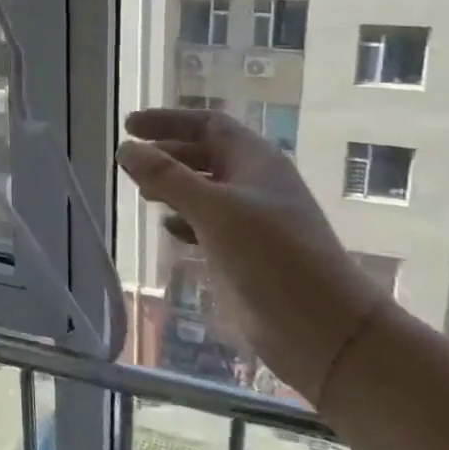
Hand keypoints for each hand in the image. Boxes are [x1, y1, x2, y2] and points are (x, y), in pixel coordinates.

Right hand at [117, 108, 387, 404]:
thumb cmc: (271, 256)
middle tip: (129, 162)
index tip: (129, 125)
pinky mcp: (246, 252)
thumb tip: (125, 148)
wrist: (322, 328)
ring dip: (173, 186)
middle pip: (204, 155)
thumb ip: (167, 177)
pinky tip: (169, 229)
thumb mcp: (214, 210)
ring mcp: (251, 219)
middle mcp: (253, 183)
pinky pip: (208, 223)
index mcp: (254, 160)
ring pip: (204, 189)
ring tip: (142, 192)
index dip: (168, 121)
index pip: (207, 125)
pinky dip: (185, 220)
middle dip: (166, 154)